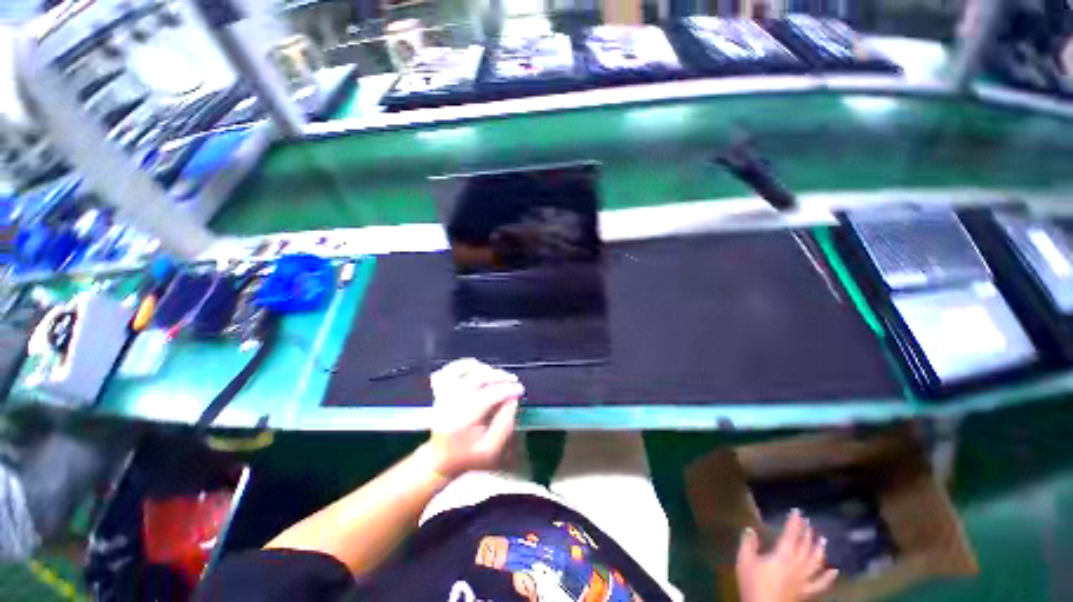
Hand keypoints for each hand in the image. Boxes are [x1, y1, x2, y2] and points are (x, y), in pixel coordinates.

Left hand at [426, 359, 523, 478]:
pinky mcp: (439, 391)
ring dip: (483, 368)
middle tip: (513, 379)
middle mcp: (449, 404)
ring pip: (462, 370)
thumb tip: (513, 398)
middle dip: (499, 375)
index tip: (520, 390)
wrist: (439, 460)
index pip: (488, 396)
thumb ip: (505, 423)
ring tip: (497, 375)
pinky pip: (448, 370)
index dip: (507, 390)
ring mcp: (442, 396)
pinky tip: (476, 367)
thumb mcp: (492, 448)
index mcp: (462, 421)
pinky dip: (463, 365)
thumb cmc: (469, 456)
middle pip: (476, 378)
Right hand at [736, 510, 838, 601]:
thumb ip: (748, 544)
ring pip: (816, 562)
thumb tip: (750, 529)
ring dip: (819, 549)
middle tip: (809, 522)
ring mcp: (804, 579)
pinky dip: (829, 577)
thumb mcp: (744, 561)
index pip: (790, 535)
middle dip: (807, 533)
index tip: (797, 511)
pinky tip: (835, 570)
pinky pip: (821, 583)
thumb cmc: (753, 583)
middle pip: (805, 546)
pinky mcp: (807, 592)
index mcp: (782, 555)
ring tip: (823, 539)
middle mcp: (797, 565)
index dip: (794, 522)